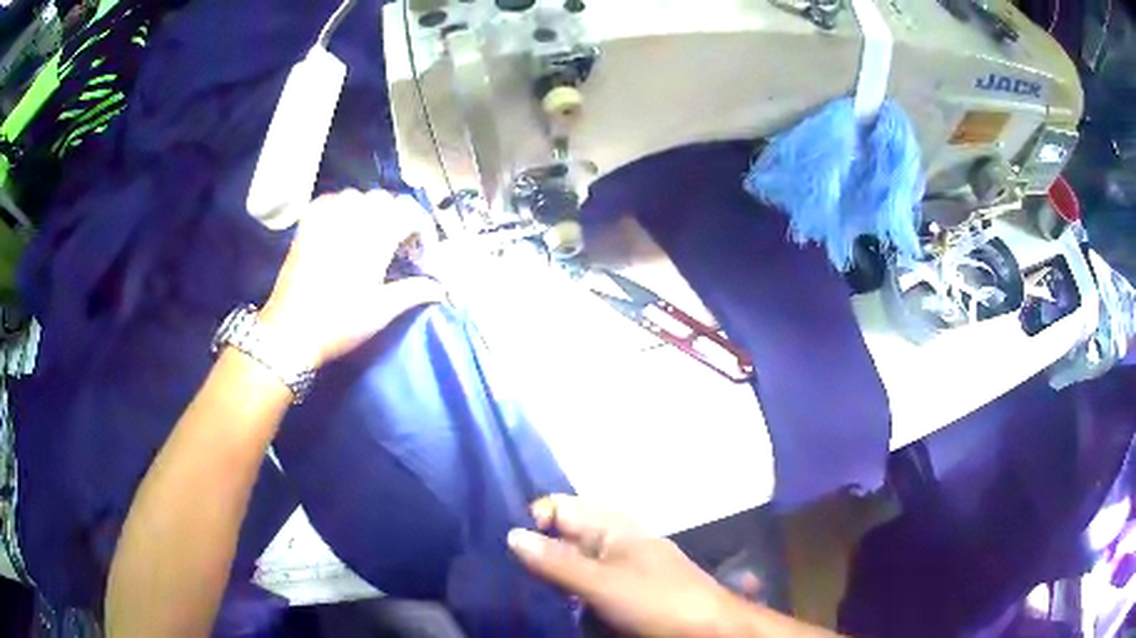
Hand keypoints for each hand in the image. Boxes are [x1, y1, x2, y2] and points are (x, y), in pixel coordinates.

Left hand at [260, 190, 444, 367]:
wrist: (288, 332)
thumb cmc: (337, 324)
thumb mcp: (380, 311)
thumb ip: (413, 292)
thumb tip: (440, 288)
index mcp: (373, 237)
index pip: (410, 214)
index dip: (423, 230)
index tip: (422, 254)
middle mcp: (351, 219)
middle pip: (386, 201)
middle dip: (398, 219)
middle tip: (400, 248)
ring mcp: (325, 218)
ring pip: (358, 197)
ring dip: (371, 211)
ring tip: (372, 237)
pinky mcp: (307, 224)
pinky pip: (331, 200)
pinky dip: (344, 208)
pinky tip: (344, 227)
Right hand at [507, 496, 756, 637]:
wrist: (710, 629)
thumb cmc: (657, 601)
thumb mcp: (602, 583)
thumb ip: (557, 562)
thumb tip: (510, 535)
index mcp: (611, 525)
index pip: (558, 508)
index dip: (530, 522)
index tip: (502, 549)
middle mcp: (613, 540)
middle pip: (562, 536)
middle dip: (534, 552)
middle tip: (503, 575)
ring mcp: (620, 567)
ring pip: (572, 564)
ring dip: (548, 576)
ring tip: (519, 591)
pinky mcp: (624, 592)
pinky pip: (585, 585)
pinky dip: (567, 592)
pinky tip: (552, 605)